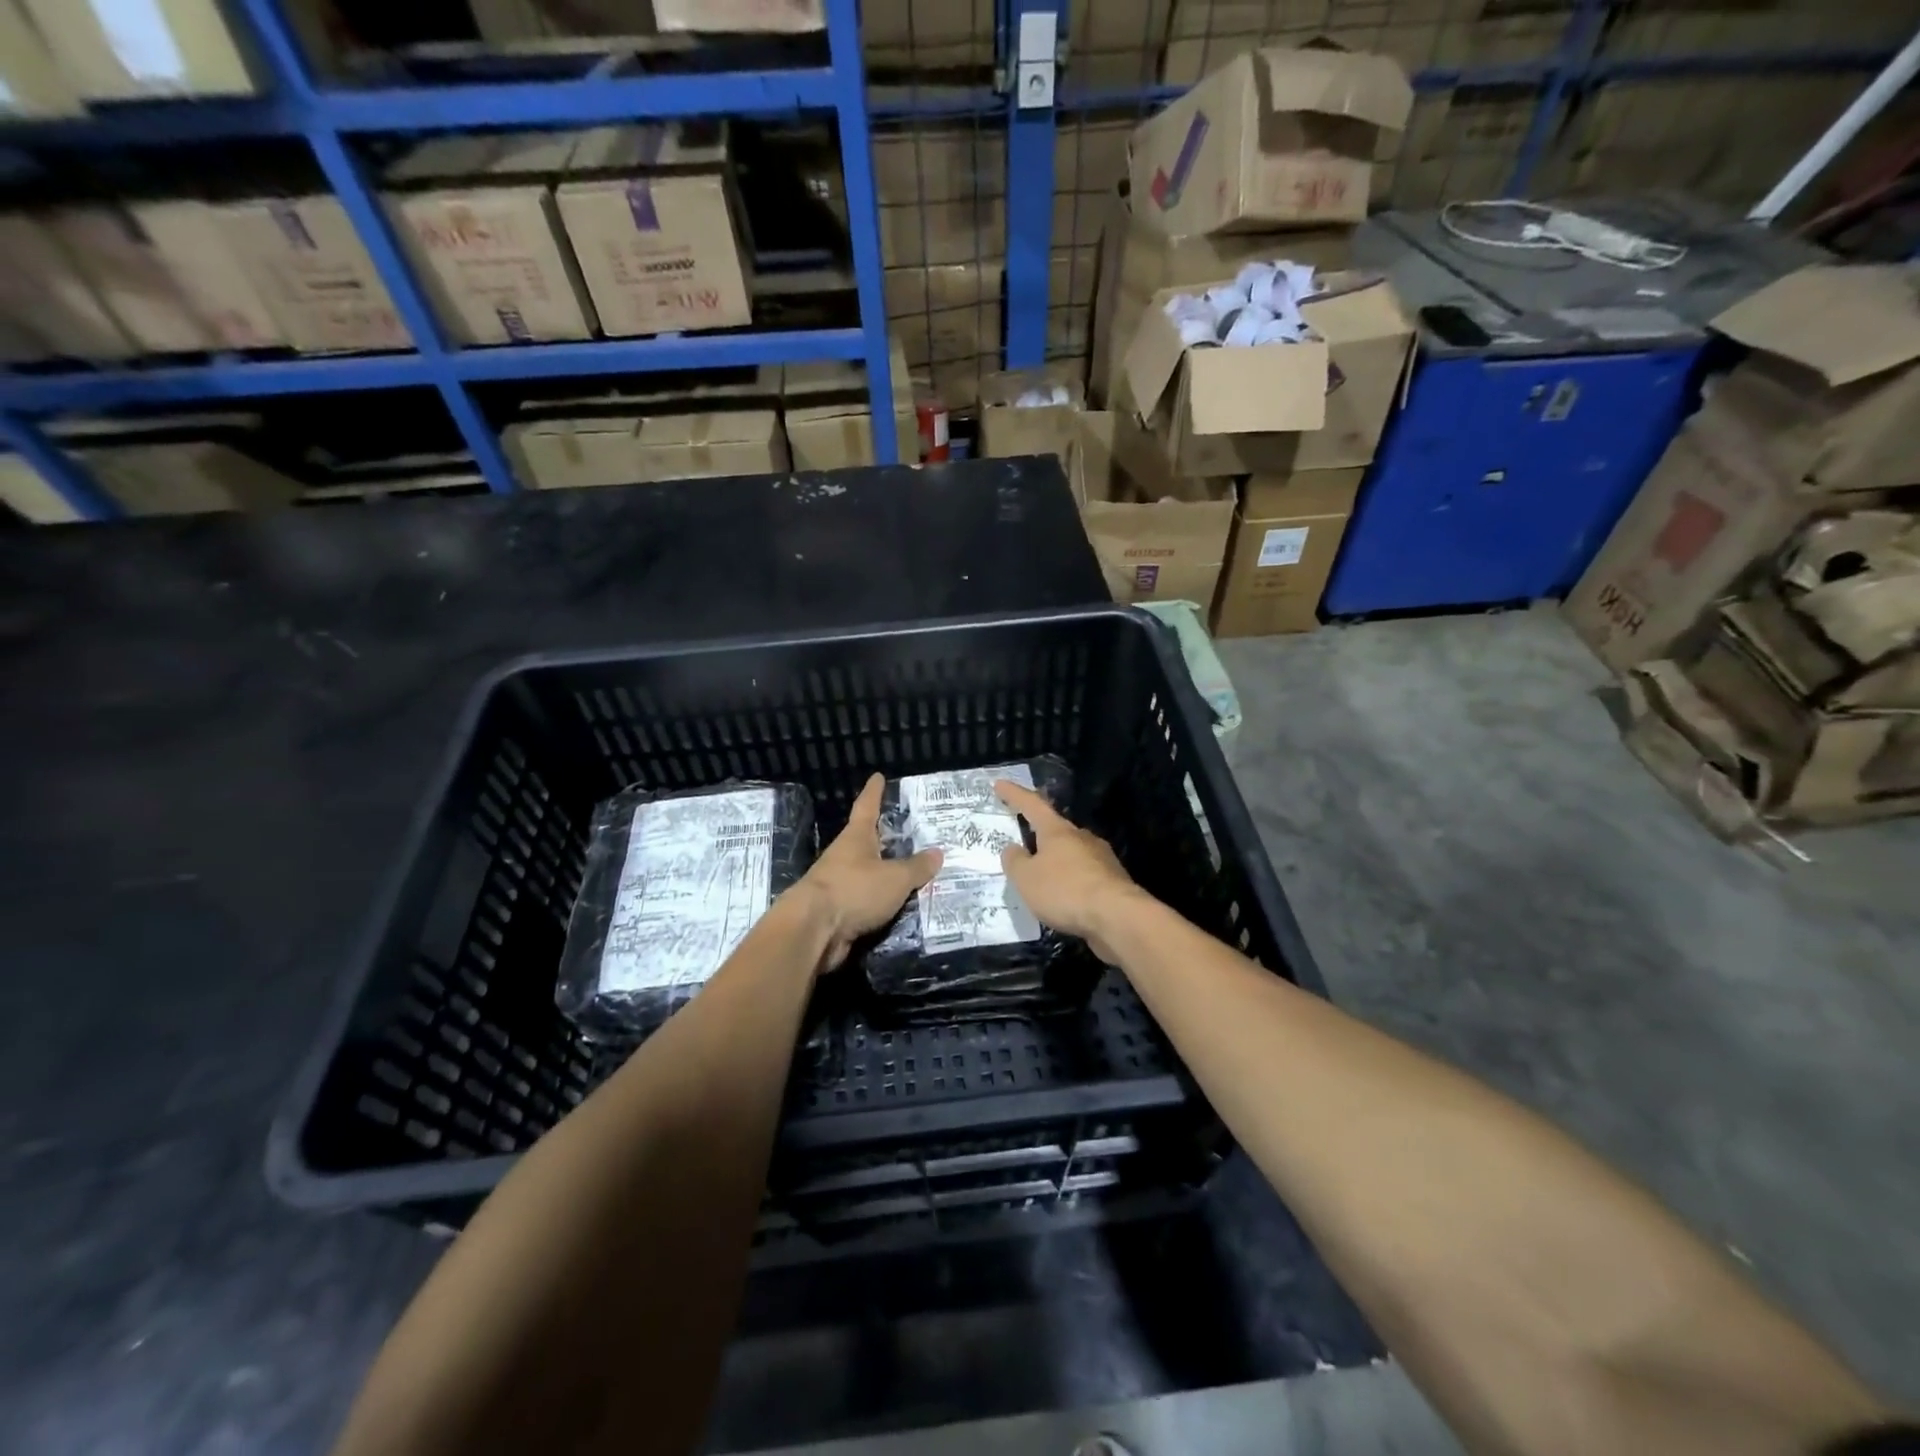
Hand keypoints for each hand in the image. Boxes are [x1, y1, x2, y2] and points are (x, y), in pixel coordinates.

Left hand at [794, 773, 941, 971]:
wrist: (813, 931)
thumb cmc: (854, 890)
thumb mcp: (895, 878)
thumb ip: (917, 867)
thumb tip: (937, 853)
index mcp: (856, 838)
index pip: (867, 807)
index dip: (874, 792)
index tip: (877, 777)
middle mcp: (844, 856)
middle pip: (866, 841)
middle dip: (885, 837)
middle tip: (909, 832)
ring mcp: (838, 884)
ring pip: (866, 872)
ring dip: (884, 872)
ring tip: (911, 873)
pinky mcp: (837, 912)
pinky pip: (865, 901)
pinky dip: (881, 901)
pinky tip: (898, 906)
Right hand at [995, 779, 1143, 961]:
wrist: (1117, 916)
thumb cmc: (1065, 890)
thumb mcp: (1026, 878)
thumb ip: (1015, 861)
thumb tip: (1013, 848)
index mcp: (1057, 831)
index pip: (1032, 805)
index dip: (1014, 794)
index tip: (1000, 784)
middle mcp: (1081, 837)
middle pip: (1055, 830)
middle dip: (1039, 834)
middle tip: (1023, 841)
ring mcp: (1101, 858)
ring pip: (1072, 853)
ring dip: (1056, 861)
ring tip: (1042, 878)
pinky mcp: (1113, 881)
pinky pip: (1084, 875)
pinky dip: (1070, 881)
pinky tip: (1064, 898)